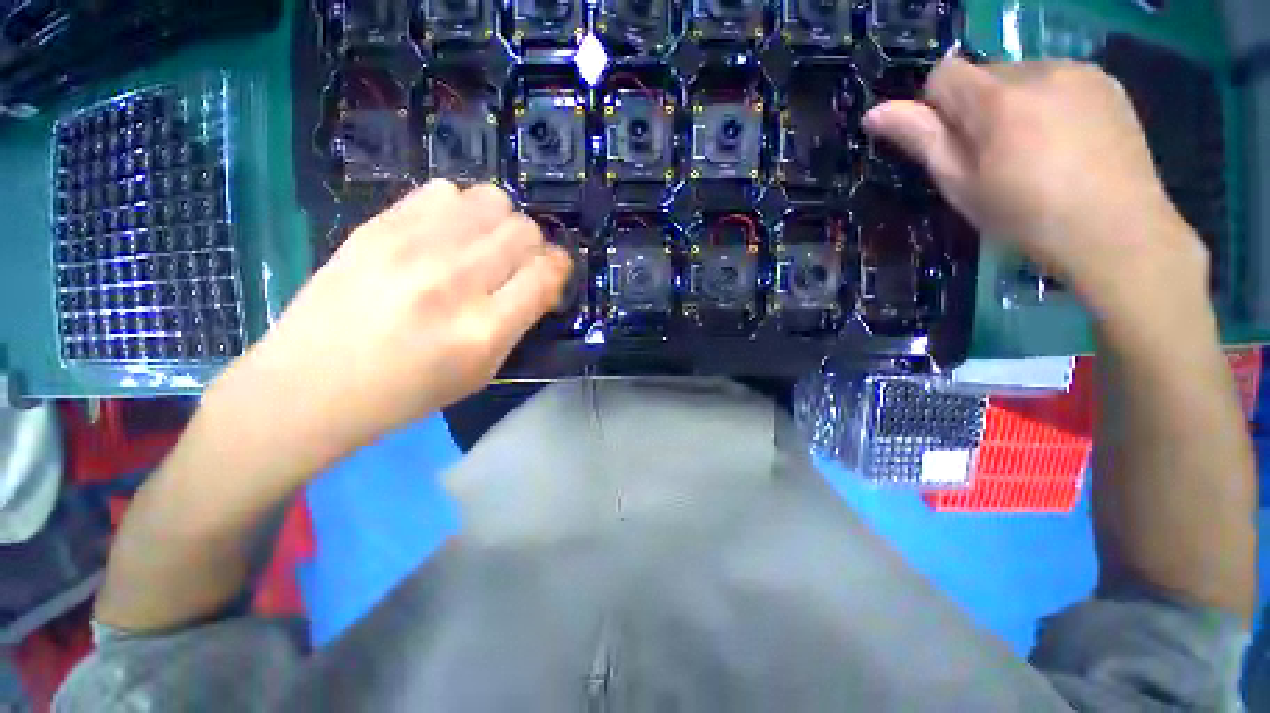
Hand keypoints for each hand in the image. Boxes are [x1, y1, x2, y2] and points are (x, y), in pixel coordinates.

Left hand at [217, 180, 570, 466]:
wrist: (311, 385)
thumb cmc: (408, 393)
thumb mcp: (483, 372)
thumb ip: (519, 323)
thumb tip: (542, 280)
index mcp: (484, 329)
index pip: (546, 273)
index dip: (559, 268)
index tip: (552, 274)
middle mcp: (455, 280)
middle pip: (524, 230)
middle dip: (532, 247)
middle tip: (515, 265)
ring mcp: (413, 247)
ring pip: (491, 200)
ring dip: (499, 223)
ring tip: (482, 245)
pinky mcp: (378, 226)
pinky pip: (445, 191)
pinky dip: (459, 210)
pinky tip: (446, 235)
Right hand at [862, 58, 1209, 321]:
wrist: (1117, 231)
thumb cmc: (1025, 216)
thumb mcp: (960, 185)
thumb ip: (920, 140)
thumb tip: (874, 113)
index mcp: (997, 100)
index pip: (944, 74)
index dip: (937, 108)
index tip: (953, 145)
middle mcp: (1038, 70)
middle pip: (985, 75)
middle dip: (978, 109)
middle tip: (995, 158)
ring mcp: (1079, 72)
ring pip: (1023, 77)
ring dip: (1015, 106)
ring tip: (1035, 153)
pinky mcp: (1108, 82)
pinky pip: (1059, 81)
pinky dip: (1050, 105)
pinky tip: (1065, 143)